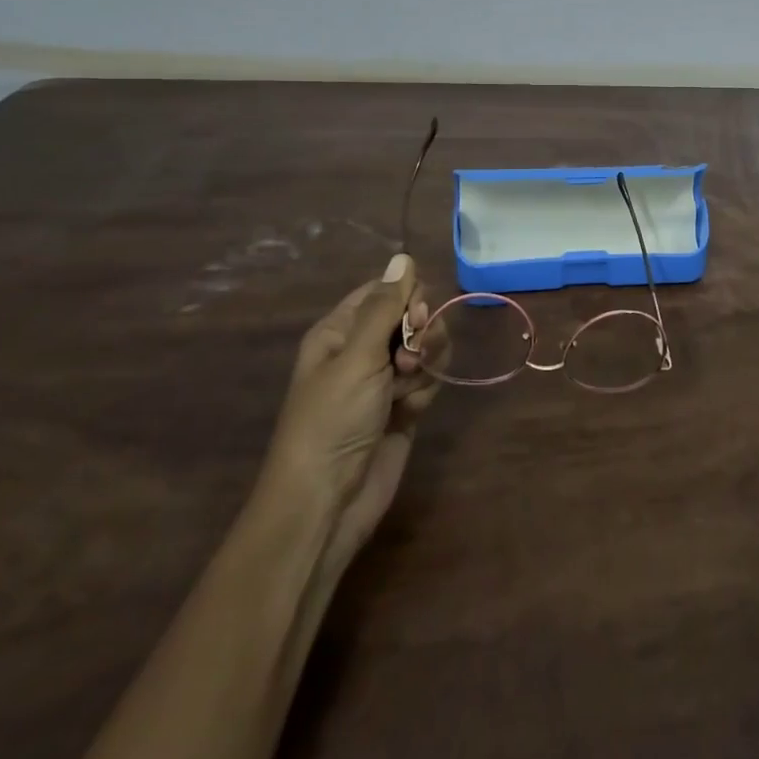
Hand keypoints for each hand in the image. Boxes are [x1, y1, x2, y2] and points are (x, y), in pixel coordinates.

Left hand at [256, 253, 445, 569]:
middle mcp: (363, 349)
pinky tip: (410, 412)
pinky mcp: (404, 405)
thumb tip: (403, 256)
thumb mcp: (357, 357)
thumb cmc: (332, 421)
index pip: (387, 290)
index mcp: (341, 330)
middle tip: (409, 359)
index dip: (408, 298)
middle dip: (421, 333)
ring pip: (426, 347)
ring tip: (407, 390)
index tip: (415, 318)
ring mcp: (384, 379)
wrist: (329, 502)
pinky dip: (426, 391)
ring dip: (426, 364)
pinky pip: (430, 378)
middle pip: (413, 316)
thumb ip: (386, 306)